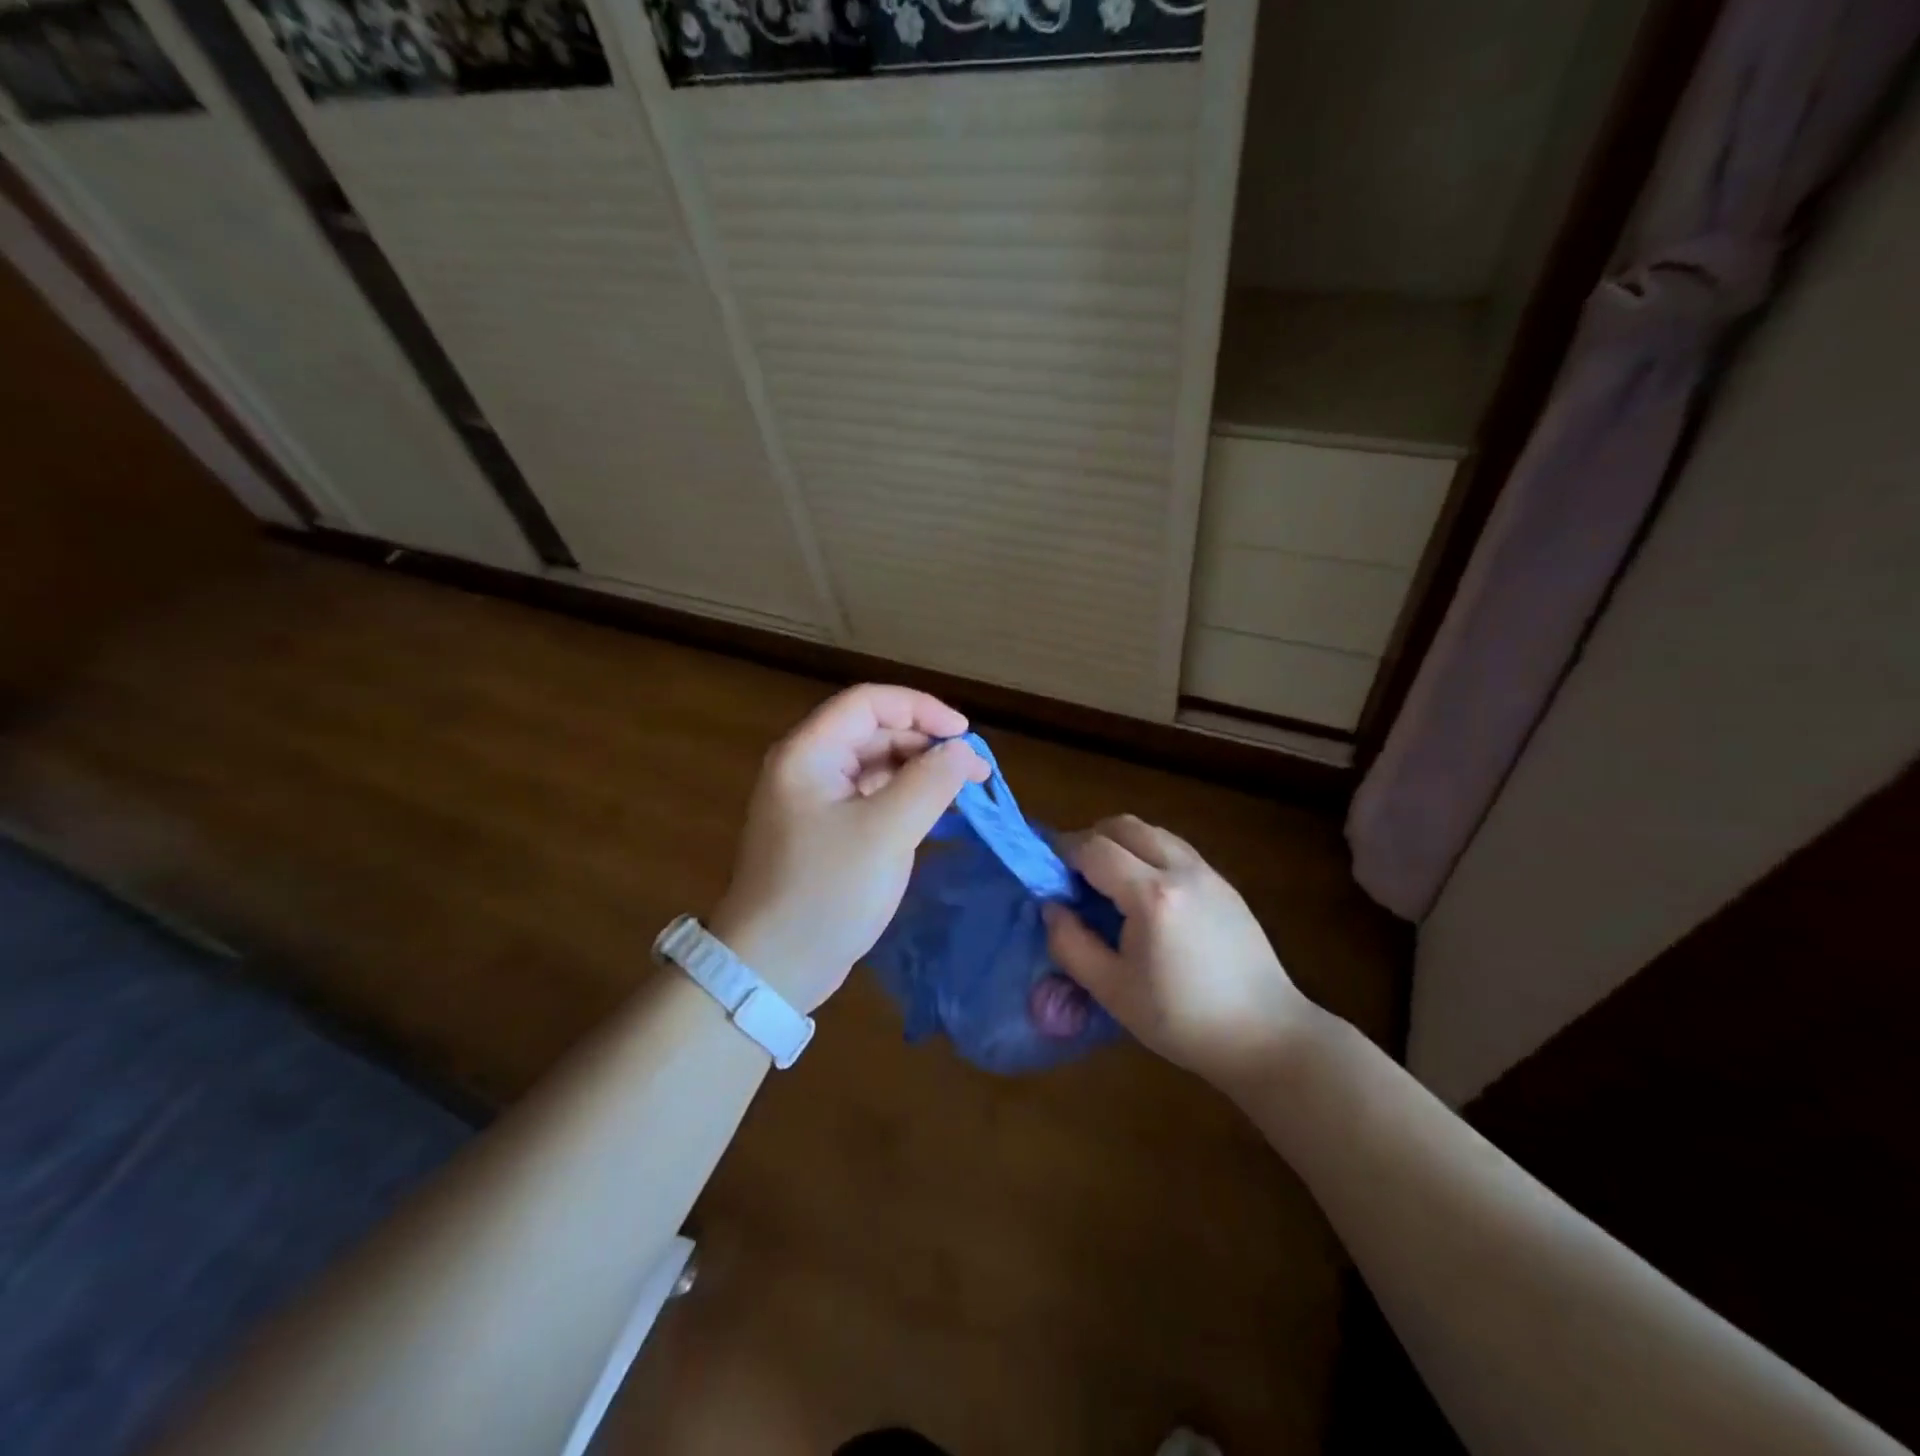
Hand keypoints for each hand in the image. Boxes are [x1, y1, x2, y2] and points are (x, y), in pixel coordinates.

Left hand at [709, 684, 988, 1013]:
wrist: (773, 967)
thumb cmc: (826, 892)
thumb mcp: (886, 833)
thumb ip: (930, 782)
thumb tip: (963, 751)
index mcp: (809, 753)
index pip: (869, 702)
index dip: (921, 708)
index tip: (965, 736)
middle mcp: (808, 767)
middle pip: (874, 732)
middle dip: (926, 744)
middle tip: (974, 772)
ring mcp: (815, 801)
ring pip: (876, 766)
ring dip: (920, 772)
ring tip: (963, 793)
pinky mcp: (825, 832)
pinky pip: (871, 798)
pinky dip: (905, 799)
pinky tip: (936, 814)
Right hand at [1043, 814, 1318, 1092]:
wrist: (1264, 1035)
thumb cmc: (1181, 1020)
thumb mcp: (1112, 990)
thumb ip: (1071, 944)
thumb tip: (1052, 908)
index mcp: (1151, 895)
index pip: (1094, 848)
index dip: (1063, 853)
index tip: (1048, 874)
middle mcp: (1180, 870)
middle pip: (1124, 825)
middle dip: (1091, 839)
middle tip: (1074, 875)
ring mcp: (1207, 873)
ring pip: (1152, 831)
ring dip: (1121, 842)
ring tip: (1108, 881)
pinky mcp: (1224, 884)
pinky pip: (1175, 848)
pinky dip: (1148, 852)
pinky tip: (1144, 893)